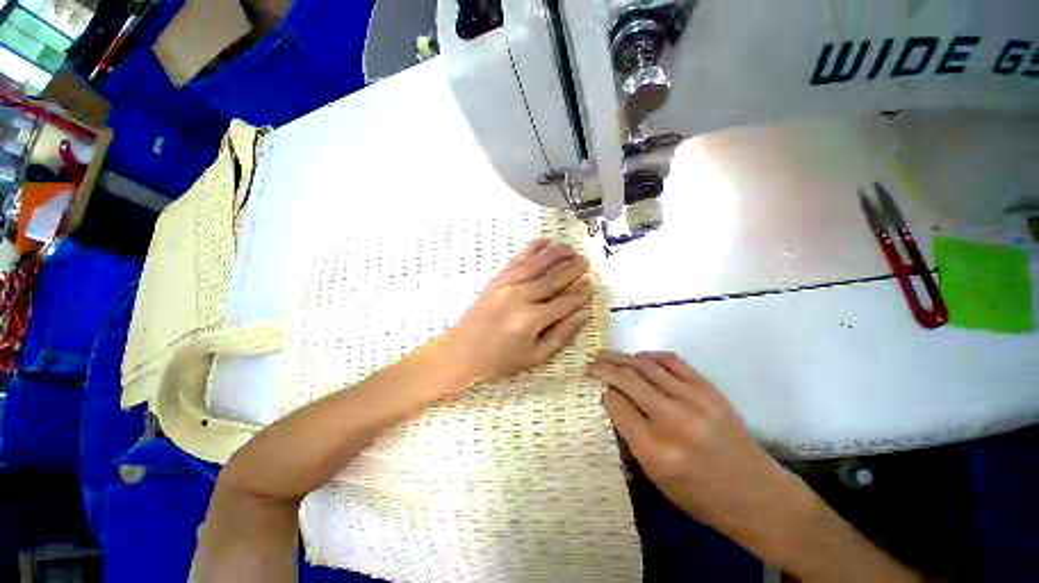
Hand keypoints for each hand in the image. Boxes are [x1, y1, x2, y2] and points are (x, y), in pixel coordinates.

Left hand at [432, 239, 592, 390]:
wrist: (461, 352)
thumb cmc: (500, 360)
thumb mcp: (535, 357)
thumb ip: (561, 335)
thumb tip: (583, 314)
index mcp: (531, 320)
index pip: (564, 302)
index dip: (580, 295)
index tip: (592, 287)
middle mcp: (520, 297)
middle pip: (552, 279)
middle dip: (572, 269)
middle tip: (586, 262)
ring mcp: (506, 285)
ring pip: (536, 264)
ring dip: (555, 254)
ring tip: (570, 248)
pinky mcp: (496, 280)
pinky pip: (517, 260)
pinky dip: (531, 249)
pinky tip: (543, 241)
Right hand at [586, 351, 809, 543]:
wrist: (757, 495)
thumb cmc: (700, 495)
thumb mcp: (656, 477)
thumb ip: (631, 437)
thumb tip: (613, 401)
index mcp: (656, 450)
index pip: (617, 405)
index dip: (602, 391)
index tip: (595, 386)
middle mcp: (673, 420)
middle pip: (628, 379)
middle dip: (604, 367)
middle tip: (590, 363)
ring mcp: (695, 400)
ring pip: (647, 366)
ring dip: (622, 357)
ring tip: (607, 355)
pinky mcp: (709, 390)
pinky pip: (673, 361)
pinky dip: (651, 356)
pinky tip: (640, 357)